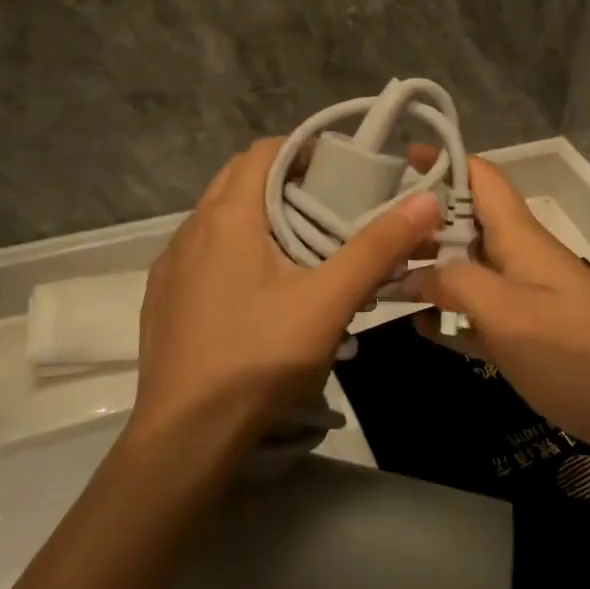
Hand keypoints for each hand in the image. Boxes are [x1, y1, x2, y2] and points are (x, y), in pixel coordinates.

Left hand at [133, 138, 441, 458]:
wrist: (185, 438)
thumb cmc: (260, 357)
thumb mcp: (330, 301)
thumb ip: (379, 247)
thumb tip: (427, 200)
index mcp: (227, 216)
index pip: (264, 151)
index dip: (303, 150)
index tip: (340, 171)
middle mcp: (191, 228)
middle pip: (241, 180)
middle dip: (285, 182)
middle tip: (329, 208)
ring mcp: (171, 265)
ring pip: (220, 217)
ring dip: (259, 217)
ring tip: (301, 249)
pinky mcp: (162, 298)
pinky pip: (202, 252)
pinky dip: (234, 250)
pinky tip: (259, 291)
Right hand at [403, 153, 589, 471]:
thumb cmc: (577, 351)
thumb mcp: (507, 313)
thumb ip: (456, 284)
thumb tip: (413, 272)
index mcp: (518, 235)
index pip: (480, 177)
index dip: (443, 161)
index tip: (399, 159)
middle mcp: (518, 257)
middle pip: (464, 222)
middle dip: (420, 221)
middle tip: (365, 230)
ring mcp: (524, 296)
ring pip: (467, 269)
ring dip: (428, 269)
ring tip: (377, 275)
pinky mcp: (528, 334)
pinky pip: (478, 313)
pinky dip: (449, 314)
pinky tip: (417, 325)